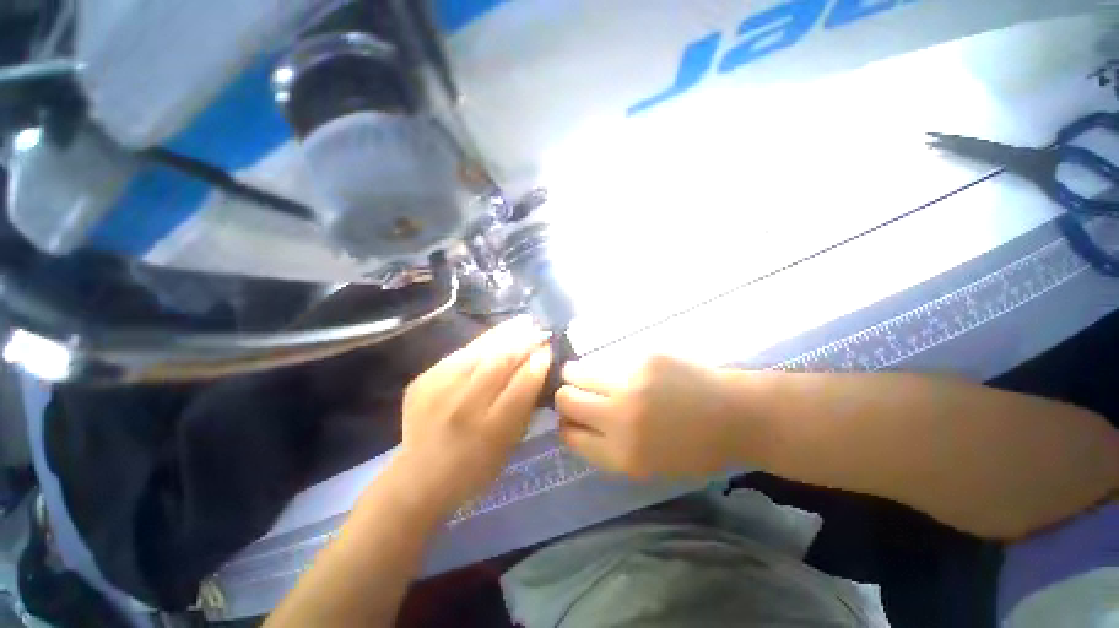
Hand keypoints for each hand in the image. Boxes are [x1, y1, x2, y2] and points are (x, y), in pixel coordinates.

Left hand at [393, 318, 551, 513]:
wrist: (419, 477)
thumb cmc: (475, 468)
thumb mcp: (509, 445)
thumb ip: (524, 406)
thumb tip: (537, 367)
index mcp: (491, 429)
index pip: (522, 384)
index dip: (537, 362)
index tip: (547, 348)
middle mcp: (464, 406)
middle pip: (500, 361)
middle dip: (524, 340)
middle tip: (537, 328)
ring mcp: (439, 390)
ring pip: (478, 351)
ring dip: (504, 334)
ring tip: (520, 323)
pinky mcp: (423, 381)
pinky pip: (458, 355)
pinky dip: (480, 345)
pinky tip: (493, 339)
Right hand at [556, 354, 740, 478]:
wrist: (734, 415)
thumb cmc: (693, 448)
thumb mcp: (647, 466)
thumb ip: (607, 448)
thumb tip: (576, 425)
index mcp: (622, 454)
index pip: (569, 435)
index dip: (566, 426)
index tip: (571, 419)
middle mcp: (620, 418)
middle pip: (566, 400)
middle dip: (565, 398)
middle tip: (576, 395)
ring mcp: (630, 383)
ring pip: (576, 372)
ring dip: (575, 375)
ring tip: (585, 375)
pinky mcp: (642, 358)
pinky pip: (606, 359)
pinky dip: (604, 366)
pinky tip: (619, 368)